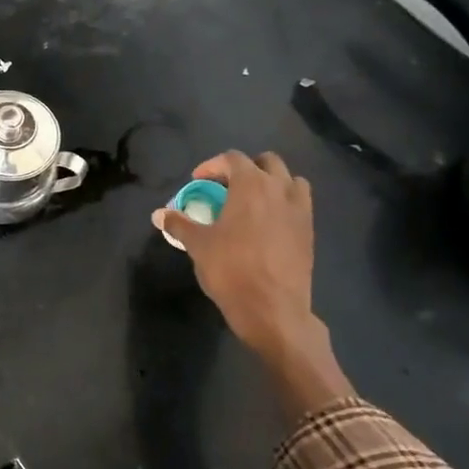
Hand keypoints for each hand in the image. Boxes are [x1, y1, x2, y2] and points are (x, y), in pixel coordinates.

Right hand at [153, 151, 352, 415]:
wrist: (273, 310)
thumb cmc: (231, 270)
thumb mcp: (198, 245)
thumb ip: (179, 224)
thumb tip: (158, 214)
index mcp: (251, 185)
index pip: (232, 159)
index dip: (212, 166)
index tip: (198, 181)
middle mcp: (279, 190)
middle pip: (266, 162)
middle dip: (245, 169)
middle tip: (226, 188)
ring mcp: (299, 210)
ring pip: (290, 180)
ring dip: (271, 183)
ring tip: (252, 202)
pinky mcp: (309, 231)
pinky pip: (300, 204)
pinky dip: (284, 204)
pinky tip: (268, 224)